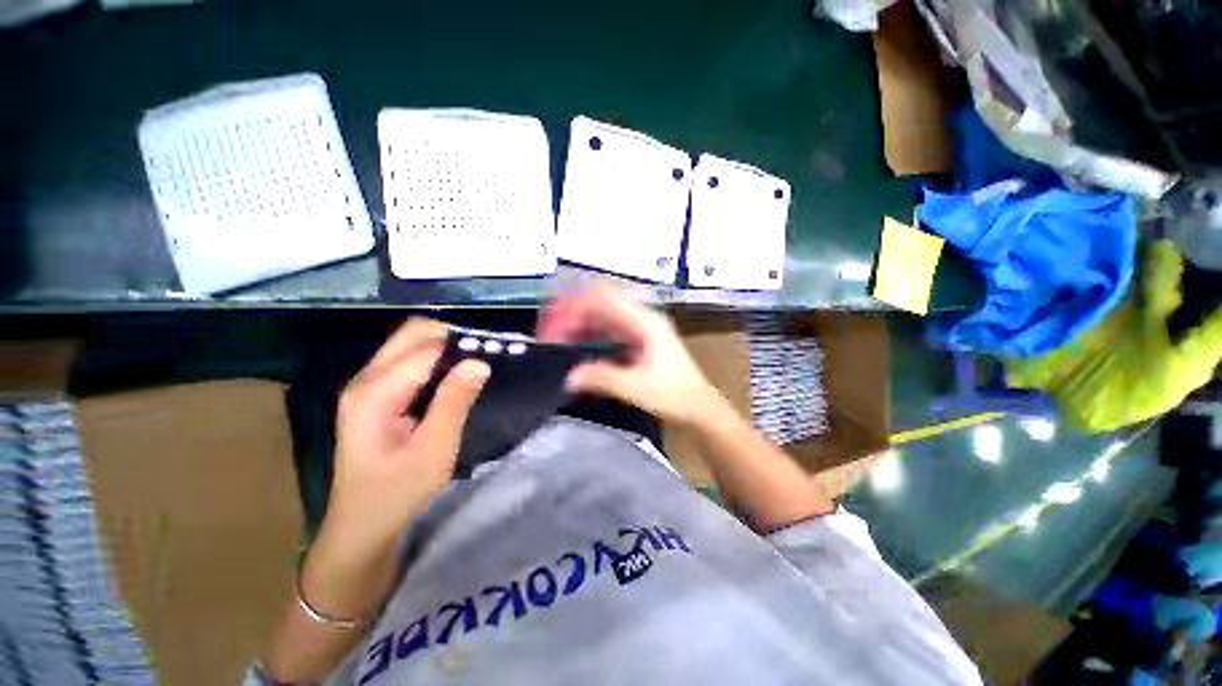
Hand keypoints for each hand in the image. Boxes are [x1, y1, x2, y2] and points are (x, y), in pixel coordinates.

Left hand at [303, 318, 488, 619]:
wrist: (361, 523)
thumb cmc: (398, 492)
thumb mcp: (435, 450)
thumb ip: (455, 402)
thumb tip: (480, 362)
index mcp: (375, 393)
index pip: (425, 347)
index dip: (462, 345)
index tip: (494, 353)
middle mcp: (365, 379)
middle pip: (412, 333)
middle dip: (452, 337)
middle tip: (484, 356)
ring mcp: (366, 384)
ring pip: (410, 342)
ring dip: (445, 346)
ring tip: (474, 365)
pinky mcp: (374, 393)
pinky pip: (408, 358)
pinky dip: (436, 358)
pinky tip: (454, 376)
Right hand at [537, 287, 720, 425]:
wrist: (699, 407)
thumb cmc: (674, 395)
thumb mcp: (637, 388)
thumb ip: (603, 378)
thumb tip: (569, 377)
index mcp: (644, 322)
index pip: (603, 299)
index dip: (574, 306)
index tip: (552, 322)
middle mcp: (641, 319)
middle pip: (600, 304)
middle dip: (572, 314)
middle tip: (548, 331)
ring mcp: (640, 329)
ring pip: (602, 317)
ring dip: (579, 325)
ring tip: (556, 339)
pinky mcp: (637, 341)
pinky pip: (607, 330)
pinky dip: (589, 335)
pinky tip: (576, 346)